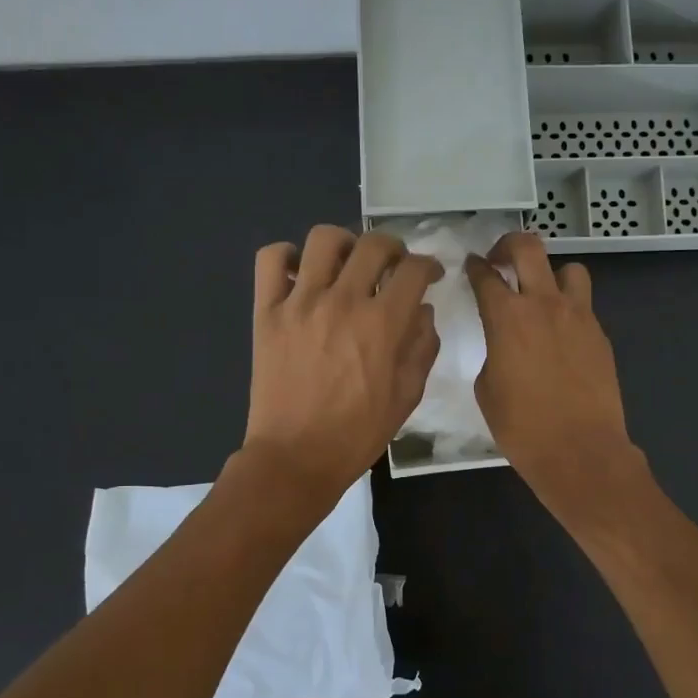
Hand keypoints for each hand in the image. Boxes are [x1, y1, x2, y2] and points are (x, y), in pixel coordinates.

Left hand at [242, 225, 441, 505]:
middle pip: (374, 244)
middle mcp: (343, 301)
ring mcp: (300, 303)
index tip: (430, 276)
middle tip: (393, 267)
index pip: (414, 270)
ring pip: (324, 239)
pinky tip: (301, 274)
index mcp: (382, 324)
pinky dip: (287, 256)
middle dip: (394, 248)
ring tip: (347, 264)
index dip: (429, 267)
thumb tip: (423, 312)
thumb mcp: (407, 396)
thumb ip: (422, 347)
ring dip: (345, 244)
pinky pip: (271, 259)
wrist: (296, 457)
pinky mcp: (267, 312)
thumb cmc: (357, 433)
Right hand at [465, 233, 644, 517]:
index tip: (471, 264)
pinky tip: (560, 334)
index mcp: (507, 317)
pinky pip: (583, 305)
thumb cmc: (522, 427)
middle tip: (500, 260)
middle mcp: (544, 305)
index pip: (486, 276)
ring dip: (550, 274)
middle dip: (509, 245)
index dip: (475, 266)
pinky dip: (568, 308)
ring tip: (541, 294)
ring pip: (569, 270)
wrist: (580, 450)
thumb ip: (493, 351)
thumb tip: (504, 343)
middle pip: (529, 248)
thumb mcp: (487, 388)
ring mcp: (579, 316)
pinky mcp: (600, 335)